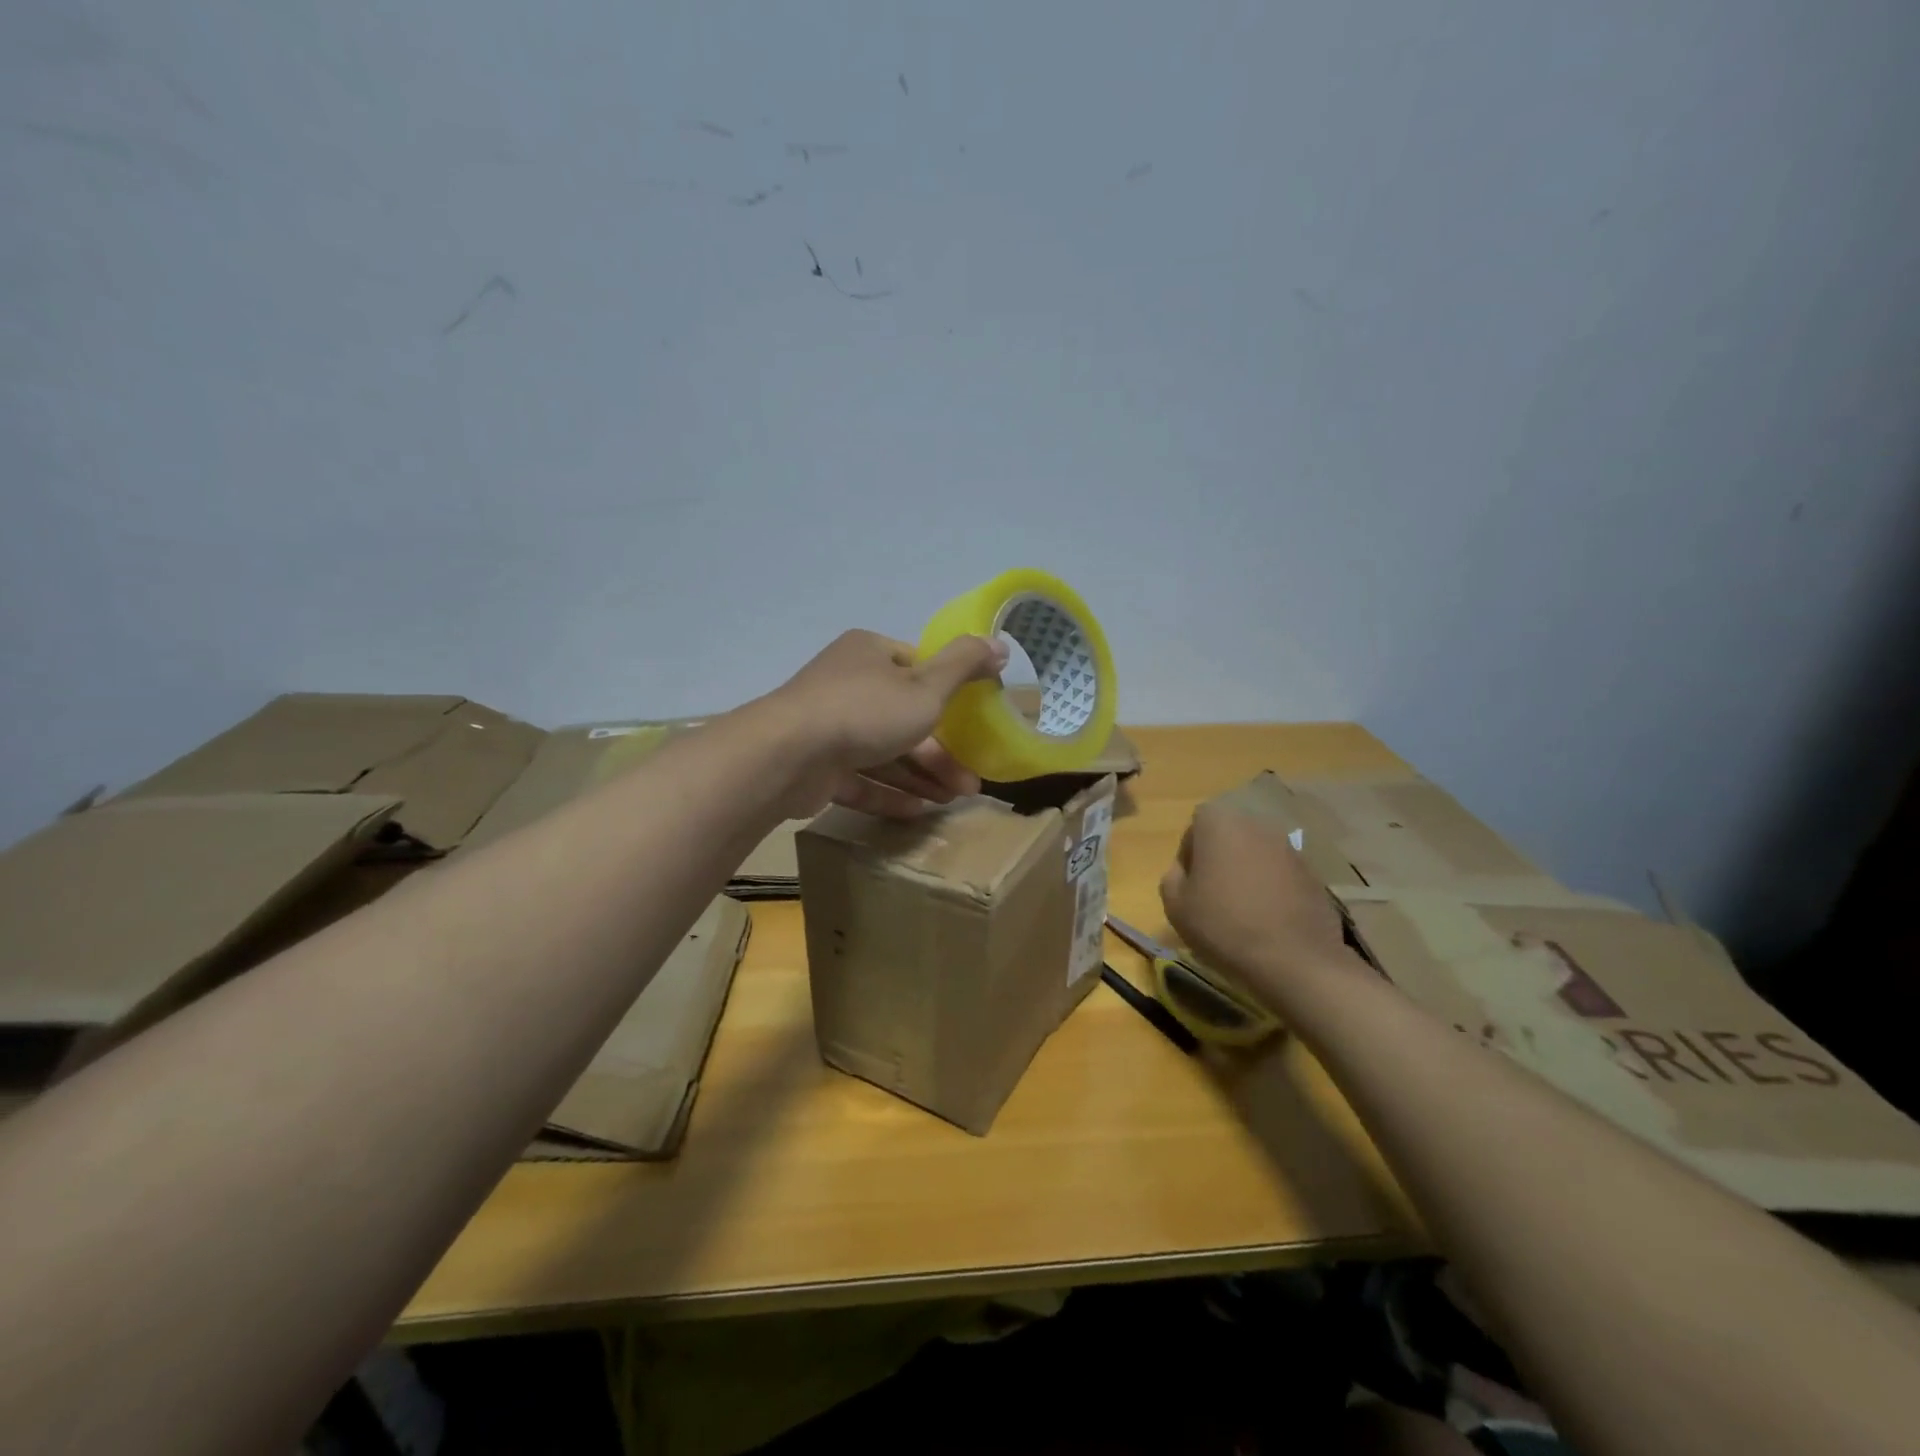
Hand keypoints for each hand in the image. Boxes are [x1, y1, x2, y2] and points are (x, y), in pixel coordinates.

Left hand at [757, 629, 1008, 818]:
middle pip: (903, 717)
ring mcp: (827, 726)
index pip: (918, 668)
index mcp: (870, 654)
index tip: (974, 725)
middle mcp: (847, 684)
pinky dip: (888, 793)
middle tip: (969, 783)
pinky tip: (918, 811)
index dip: (949, 695)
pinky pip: (860, 778)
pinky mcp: (815, 765)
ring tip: (952, 802)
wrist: (788, 755)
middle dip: (940, 752)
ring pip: (883, 751)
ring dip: (920, 776)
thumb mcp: (927, 686)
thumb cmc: (866, 711)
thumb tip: (1000, 643)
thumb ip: (965, 665)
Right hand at [1159, 799, 1348, 993]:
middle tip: (1212, 896)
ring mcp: (1290, 848)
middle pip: (1229, 836)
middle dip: (1219, 859)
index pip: (1196, 824)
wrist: (1293, 961)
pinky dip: (1272, 889)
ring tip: (1242, 911)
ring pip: (1256, 855)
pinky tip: (1268, 920)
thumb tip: (1184, 871)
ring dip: (1247, 873)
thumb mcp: (1175, 905)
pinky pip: (1281, 874)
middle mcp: (1257, 825)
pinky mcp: (1313, 874)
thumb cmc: (1223, 926)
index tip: (1190, 884)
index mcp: (1220, 823)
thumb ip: (1172, 877)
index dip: (1189, 854)